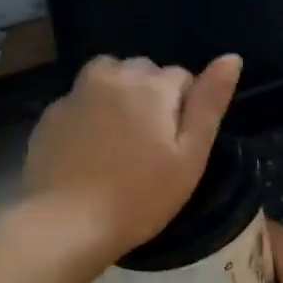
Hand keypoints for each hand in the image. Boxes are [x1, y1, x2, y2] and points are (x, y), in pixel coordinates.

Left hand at [23, 53, 241, 260]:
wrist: (66, 224)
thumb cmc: (140, 197)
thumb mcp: (190, 157)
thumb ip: (209, 104)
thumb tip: (232, 57)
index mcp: (151, 85)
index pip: (181, 77)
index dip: (184, 110)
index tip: (176, 146)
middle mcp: (111, 76)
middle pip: (142, 72)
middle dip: (151, 98)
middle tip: (149, 148)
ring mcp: (75, 94)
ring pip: (108, 80)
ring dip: (118, 98)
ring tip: (120, 142)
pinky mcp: (50, 116)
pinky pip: (80, 103)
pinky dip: (89, 117)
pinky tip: (90, 154)